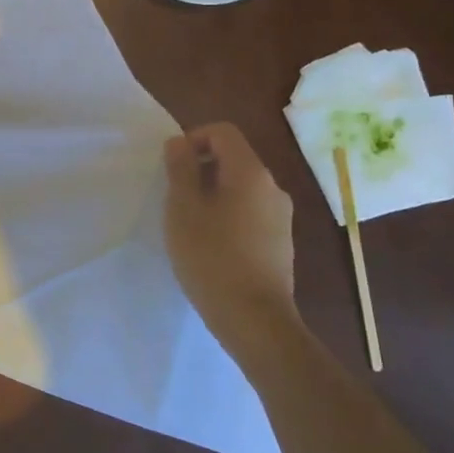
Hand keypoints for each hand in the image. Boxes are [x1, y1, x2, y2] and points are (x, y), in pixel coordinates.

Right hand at [164, 123, 297, 349]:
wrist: (254, 320)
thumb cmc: (211, 256)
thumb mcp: (183, 208)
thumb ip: (180, 168)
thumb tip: (179, 142)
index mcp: (250, 172)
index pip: (222, 132)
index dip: (193, 139)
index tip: (172, 167)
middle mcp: (272, 187)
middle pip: (234, 158)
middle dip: (201, 168)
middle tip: (175, 196)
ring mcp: (281, 216)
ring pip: (242, 187)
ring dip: (213, 193)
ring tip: (191, 223)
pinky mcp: (281, 242)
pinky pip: (251, 212)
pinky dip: (229, 215)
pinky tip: (212, 245)